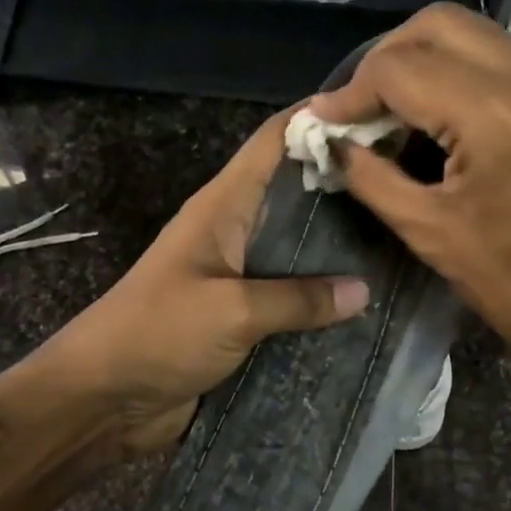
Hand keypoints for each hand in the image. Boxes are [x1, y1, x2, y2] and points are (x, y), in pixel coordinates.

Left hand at [0, 111, 366, 510]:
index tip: (375, 112)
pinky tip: (368, 301)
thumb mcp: (231, 311)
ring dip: (339, 244)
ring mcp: (238, 274)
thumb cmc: (157, 335)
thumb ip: (297, 299)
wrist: (104, 398)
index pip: (272, 142)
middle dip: (343, 183)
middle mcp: (234, 231)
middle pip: (294, 192)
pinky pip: (290, 296)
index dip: (317, 118)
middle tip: (406, 182)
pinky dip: (323, 296)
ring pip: (297, 247)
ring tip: (401, 236)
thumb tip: (363, 290)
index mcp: (223, 208)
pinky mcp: (242, 316)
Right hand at [311, 4, 510, 495]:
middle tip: (357, 106)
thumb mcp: (428, 232)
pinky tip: (434, 118)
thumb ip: (371, 177)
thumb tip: (334, 144)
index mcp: (495, 115)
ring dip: (421, 61)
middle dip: (385, 57)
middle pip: (438, 24)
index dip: (351, 91)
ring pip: (471, 34)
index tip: (324, 121)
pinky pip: (498, 60)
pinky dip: (455, 73)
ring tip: (389, 112)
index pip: (401, 67)